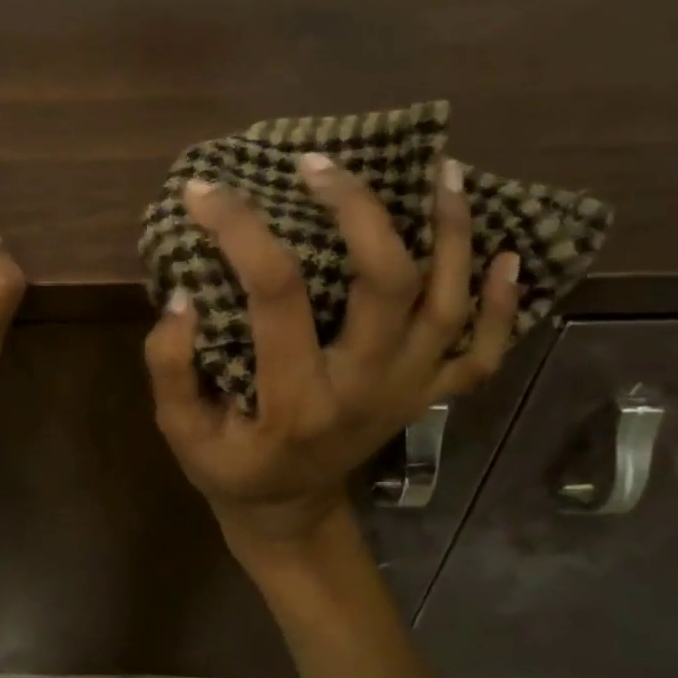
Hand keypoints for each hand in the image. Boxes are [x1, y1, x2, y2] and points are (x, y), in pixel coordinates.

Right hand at [145, 154, 518, 569]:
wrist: (288, 512)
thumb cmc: (229, 467)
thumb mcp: (180, 431)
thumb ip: (171, 366)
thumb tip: (183, 295)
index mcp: (296, 400)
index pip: (275, 293)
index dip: (240, 230)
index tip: (205, 191)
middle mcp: (364, 388)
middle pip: (385, 283)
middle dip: (358, 209)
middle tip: (321, 165)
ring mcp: (407, 392)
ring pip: (447, 305)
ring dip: (451, 234)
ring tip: (441, 171)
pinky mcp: (426, 396)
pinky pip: (483, 353)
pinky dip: (503, 307)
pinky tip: (507, 256)